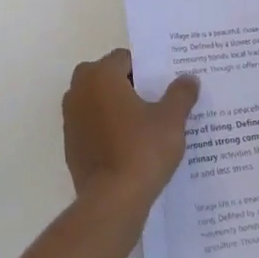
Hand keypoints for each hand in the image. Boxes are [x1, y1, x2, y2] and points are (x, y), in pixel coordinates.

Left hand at [62, 50, 199, 219]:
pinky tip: (129, 144)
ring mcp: (70, 117)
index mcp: (101, 76)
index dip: (145, 68)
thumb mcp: (171, 120)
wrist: (112, 199)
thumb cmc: (142, 150)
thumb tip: (189, 78)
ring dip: (115, 105)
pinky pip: (91, 124)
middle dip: (128, 84)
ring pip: (96, 100)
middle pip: (106, 76)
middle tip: (155, 100)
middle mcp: (79, 90)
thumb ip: (180, 94)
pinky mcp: (70, 143)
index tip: (163, 83)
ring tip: (145, 123)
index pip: (124, 58)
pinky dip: (106, 127)